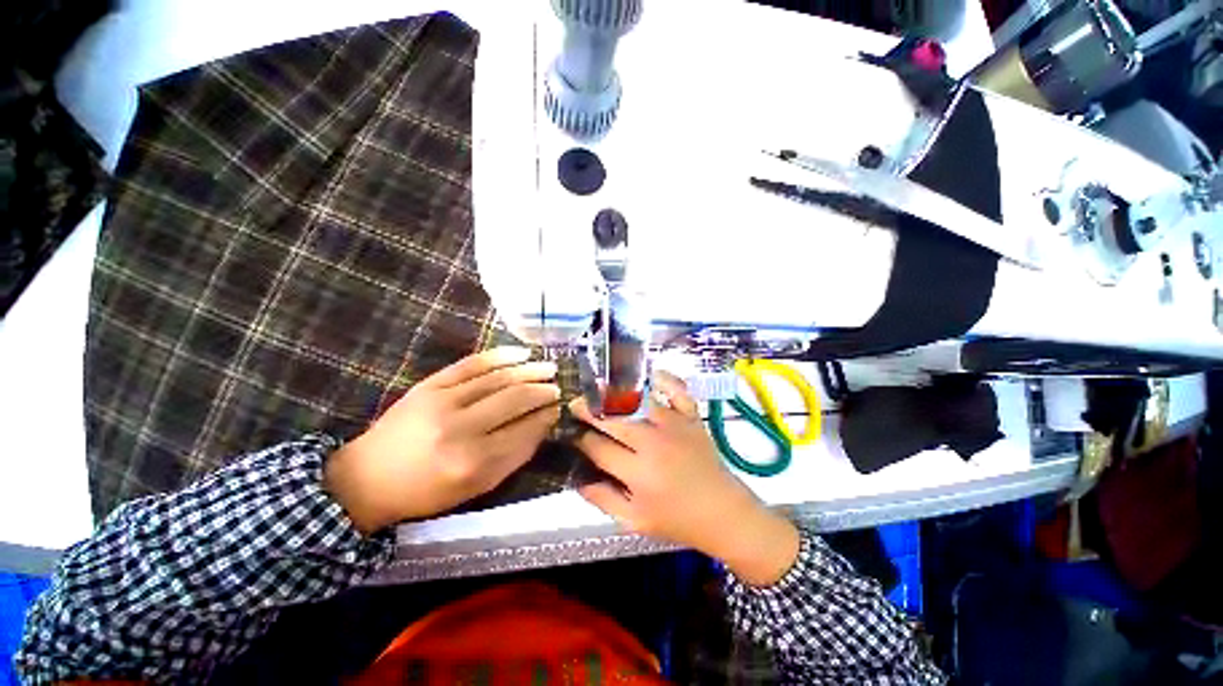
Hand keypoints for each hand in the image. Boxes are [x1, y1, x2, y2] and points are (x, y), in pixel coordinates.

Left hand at [324, 347, 559, 533]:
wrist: (368, 477)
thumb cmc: (427, 491)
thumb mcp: (476, 487)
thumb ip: (513, 458)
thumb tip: (542, 426)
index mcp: (473, 463)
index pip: (524, 431)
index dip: (546, 417)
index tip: (559, 409)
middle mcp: (461, 429)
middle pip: (515, 400)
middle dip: (543, 392)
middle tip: (558, 388)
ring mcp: (443, 401)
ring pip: (499, 379)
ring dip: (530, 371)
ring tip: (550, 368)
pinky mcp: (430, 385)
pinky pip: (472, 364)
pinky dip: (501, 355)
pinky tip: (522, 353)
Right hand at [572, 372, 799, 586]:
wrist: (723, 513)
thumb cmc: (677, 520)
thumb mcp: (634, 521)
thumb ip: (603, 500)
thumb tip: (578, 479)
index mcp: (638, 473)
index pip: (598, 447)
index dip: (580, 439)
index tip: (571, 433)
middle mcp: (654, 443)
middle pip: (613, 419)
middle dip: (589, 410)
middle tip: (576, 404)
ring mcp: (674, 425)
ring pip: (638, 401)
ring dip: (615, 393)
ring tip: (599, 388)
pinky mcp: (691, 418)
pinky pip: (677, 391)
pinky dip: (664, 379)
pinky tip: (649, 374)